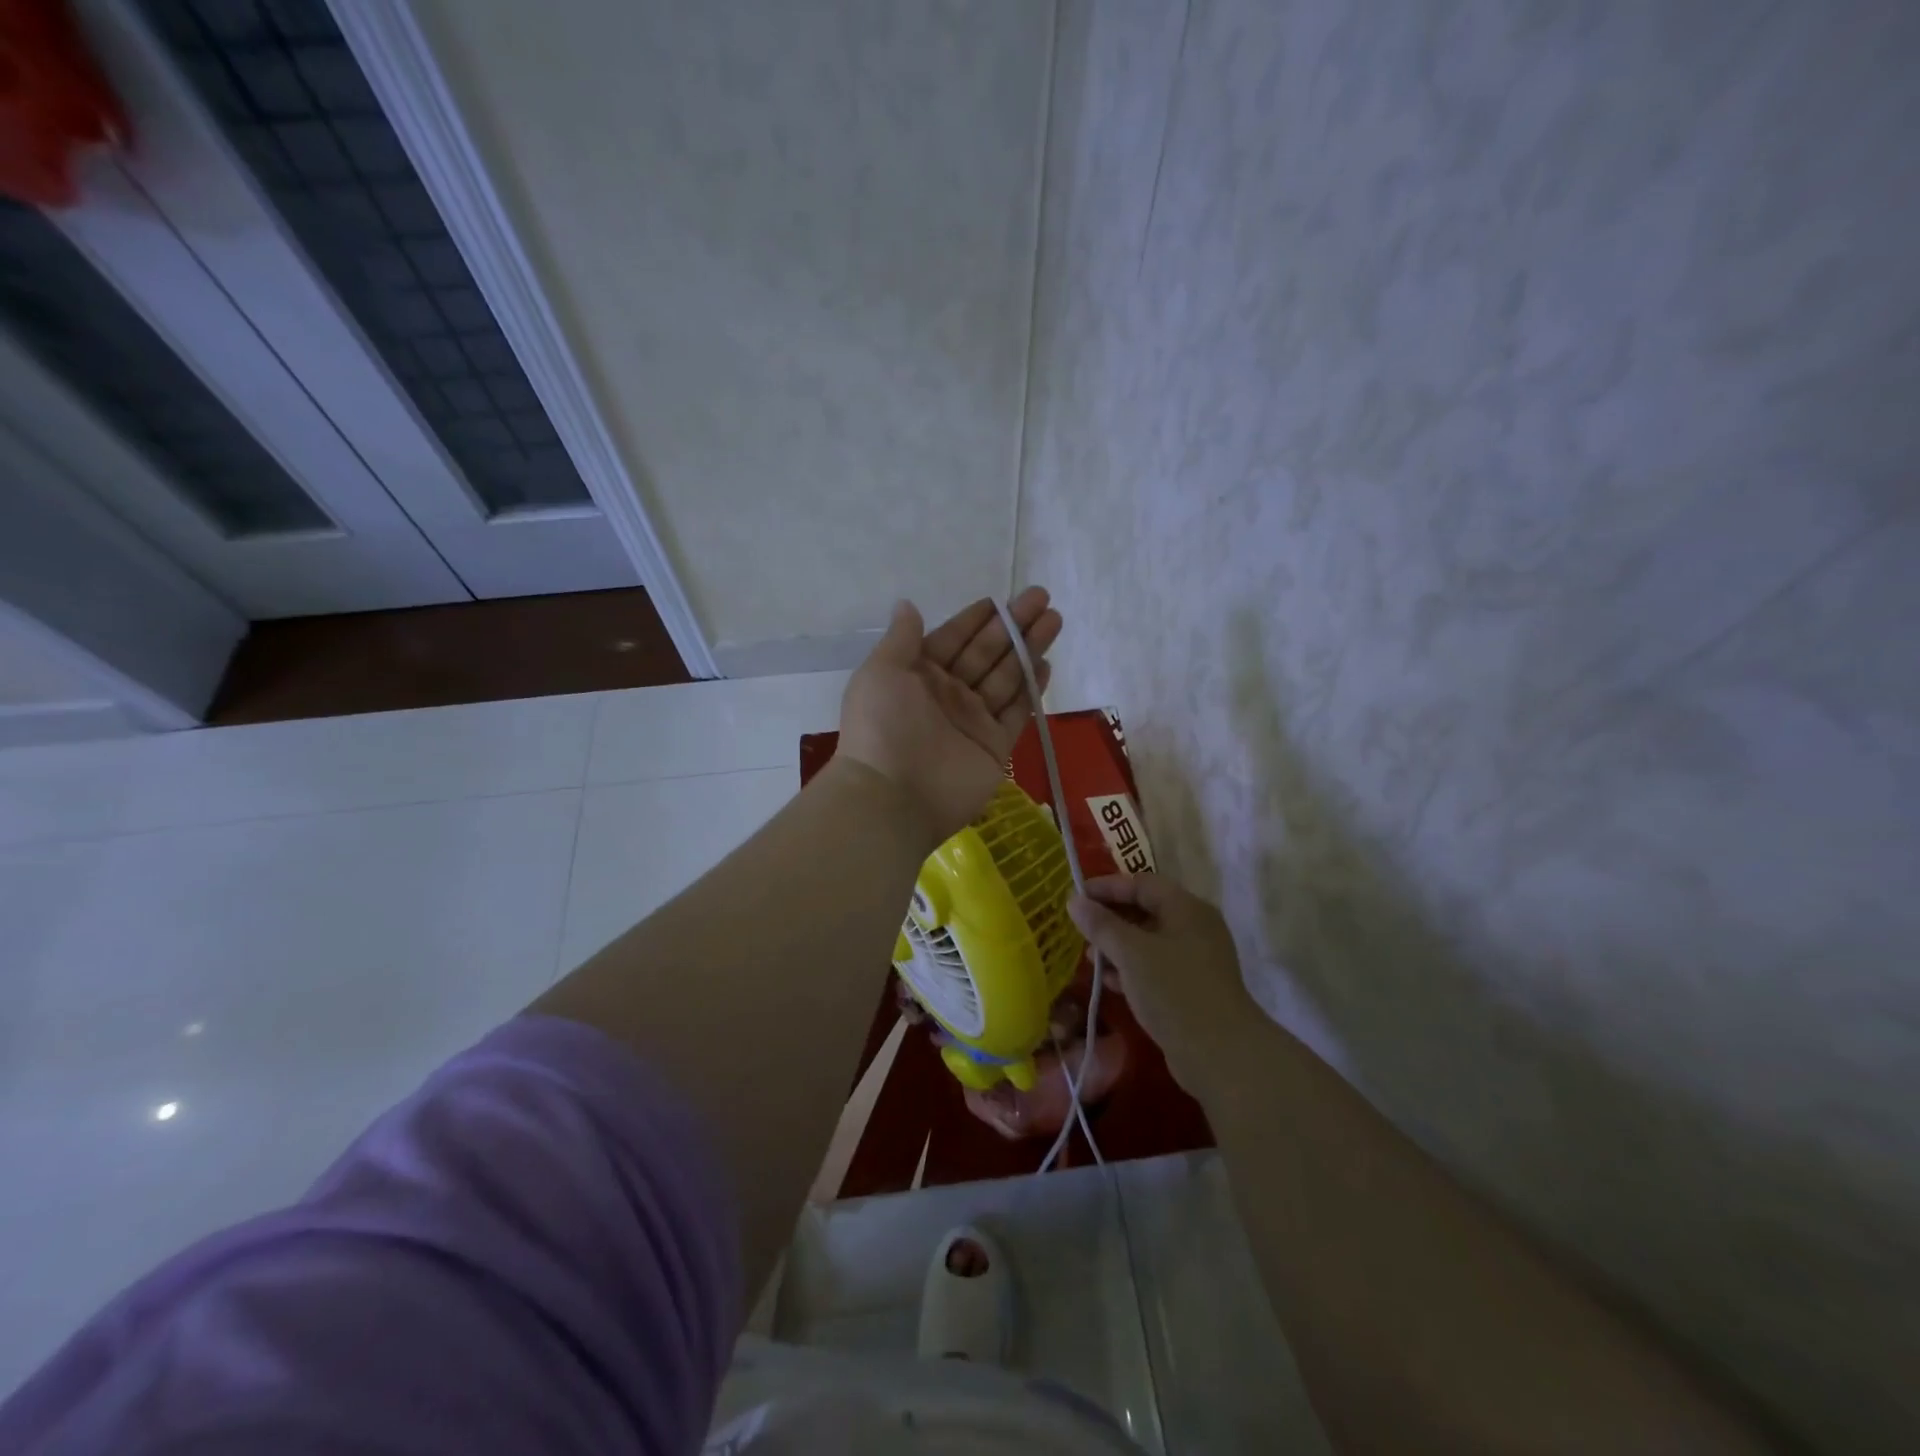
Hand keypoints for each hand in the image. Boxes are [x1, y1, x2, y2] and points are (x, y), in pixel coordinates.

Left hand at [837, 588, 1062, 843]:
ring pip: (1007, 677)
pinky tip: (1047, 664)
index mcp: (918, 674)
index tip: (1003, 598)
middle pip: (986, 653)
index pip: (953, 638)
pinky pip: (1017, 712)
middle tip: (1042, 598)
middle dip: (1013, 626)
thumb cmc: (883, 726)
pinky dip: (1032, 689)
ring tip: (1054, 620)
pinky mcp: (995, 746)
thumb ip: (902, 639)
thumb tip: (907, 605)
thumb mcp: (882, 672)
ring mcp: (973, 721)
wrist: (894, 796)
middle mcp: (948, 695)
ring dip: (1028, 649)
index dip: (978, 618)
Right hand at [1068, 873, 1259, 1095]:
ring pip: (1149, 942)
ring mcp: (1196, 960)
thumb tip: (1074, 901)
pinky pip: (1155, 968)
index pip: (1142, 883)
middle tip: (1079, 927)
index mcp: (1187, 909)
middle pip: (1146, 910)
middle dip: (1111, 918)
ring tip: (1089, 957)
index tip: (1076, 896)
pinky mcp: (1192, 989)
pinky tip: (1109, 981)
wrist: (1219, 1055)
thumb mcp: (1130, 953)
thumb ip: (1101, 925)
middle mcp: (1195, 928)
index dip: (1107, 886)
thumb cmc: (1173, 991)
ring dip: (1117, 946)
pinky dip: (1131, 969)